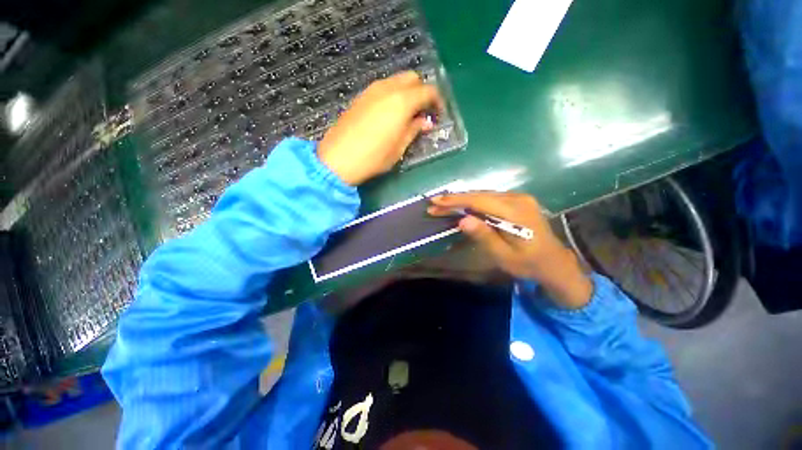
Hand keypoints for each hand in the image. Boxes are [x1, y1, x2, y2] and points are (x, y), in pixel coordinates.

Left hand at [317, 71, 444, 185]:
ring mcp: (371, 90)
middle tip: (423, 113)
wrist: (338, 159)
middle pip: (412, 78)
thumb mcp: (399, 148)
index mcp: (402, 101)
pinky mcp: (360, 97)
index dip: (437, 101)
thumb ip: (414, 130)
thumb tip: (425, 122)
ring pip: (396, 81)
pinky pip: (383, 88)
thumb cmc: (374, 157)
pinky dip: (393, 95)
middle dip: (422, 92)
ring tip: (407, 115)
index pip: (428, 91)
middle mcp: (387, 88)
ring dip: (407, 93)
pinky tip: (390, 114)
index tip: (438, 115)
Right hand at [428, 192, 592, 308]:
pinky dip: (473, 202)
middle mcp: (518, 198)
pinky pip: (490, 198)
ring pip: (483, 195)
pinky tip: (461, 205)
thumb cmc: (528, 263)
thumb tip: (462, 220)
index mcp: (516, 212)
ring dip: (462, 200)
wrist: (554, 262)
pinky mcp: (517, 201)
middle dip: (455, 200)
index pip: (479, 201)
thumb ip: (484, 236)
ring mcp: (519, 198)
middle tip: (434, 204)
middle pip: (479, 195)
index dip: (456, 201)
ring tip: (443, 205)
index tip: (436, 202)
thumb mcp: (504, 255)